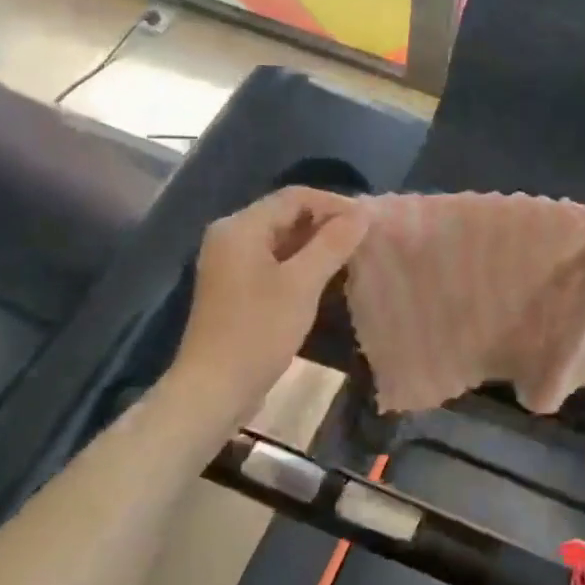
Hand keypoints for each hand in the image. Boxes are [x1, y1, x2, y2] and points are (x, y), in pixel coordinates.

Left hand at [172, 186, 369, 417]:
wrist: (215, 388)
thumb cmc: (258, 331)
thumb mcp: (301, 284)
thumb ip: (332, 244)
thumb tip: (362, 213)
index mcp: (240, 227)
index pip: (294, 197)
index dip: (334, 204)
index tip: (369, 221)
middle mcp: (230, 237)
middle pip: (286, 216)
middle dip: (327, 224)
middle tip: (365, 240)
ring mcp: (231, 264)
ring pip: (282, 241)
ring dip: (316, 245)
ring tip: (353, 257)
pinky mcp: (236, 289)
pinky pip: (274, 263)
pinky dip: (301, 265)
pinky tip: (326, 279)